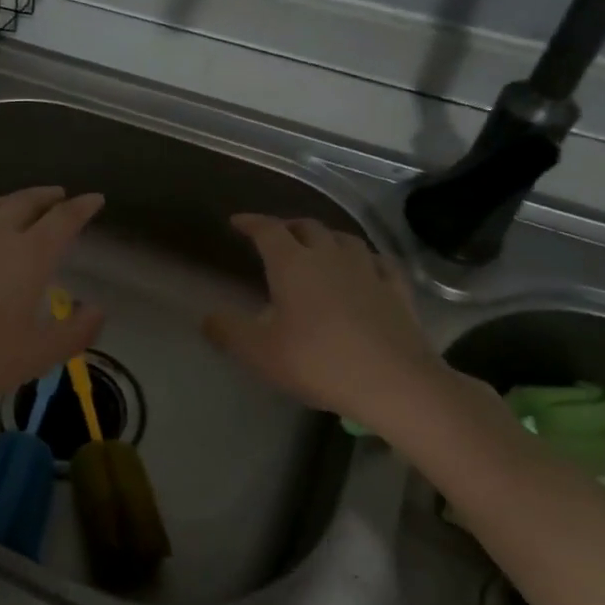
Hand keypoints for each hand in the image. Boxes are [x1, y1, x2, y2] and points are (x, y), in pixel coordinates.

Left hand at [0, 186, 106, 414]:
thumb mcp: (37, 355)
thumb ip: (74, 333)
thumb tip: (98, 310)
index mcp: (29, 256)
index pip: (62, 221)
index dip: (81, 208)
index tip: (94, 198)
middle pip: (24, 204)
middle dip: (45, 197)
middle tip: (58, 195)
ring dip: (5, 200)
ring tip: (15, 202)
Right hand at [202, 214, 466, 432]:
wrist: (393, 382)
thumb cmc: (317, 362)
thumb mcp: (259, 352)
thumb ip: (228, 331)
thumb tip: (207, 317)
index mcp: (293, 264)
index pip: (268, 230)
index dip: (251, 223)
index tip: (237, 222)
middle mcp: (330, 256)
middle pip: (307, 227)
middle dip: (287, 226)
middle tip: (275, 236)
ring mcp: (368, 270)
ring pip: (344, 239)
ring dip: (326, 237)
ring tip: (317, 247)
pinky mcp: (397, 290)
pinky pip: (379, 262)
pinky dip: (365, 259)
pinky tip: (366, 268)